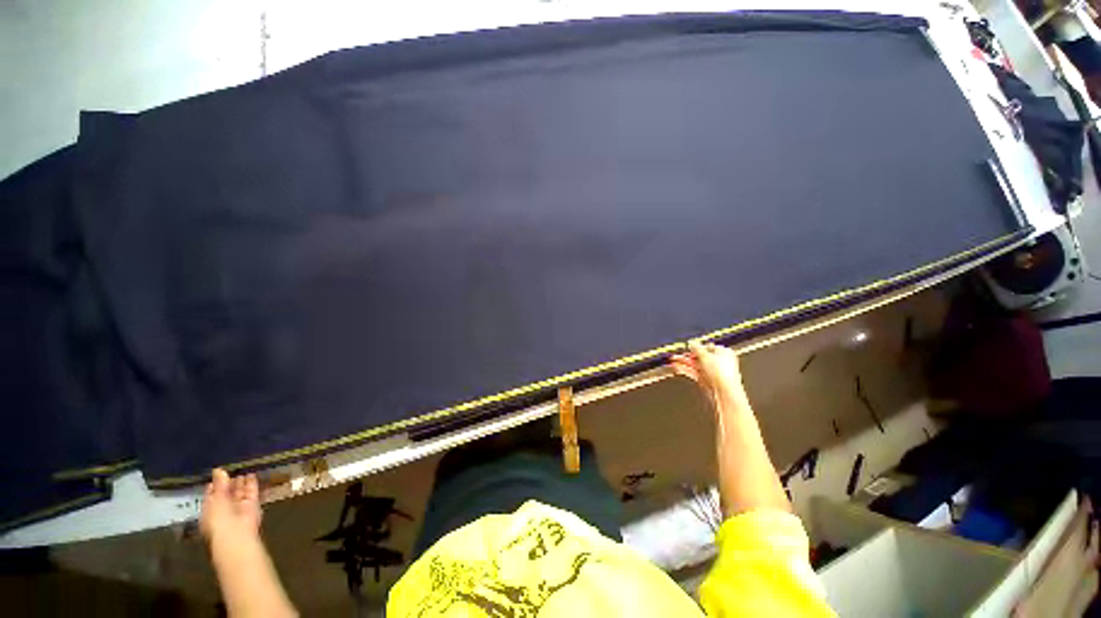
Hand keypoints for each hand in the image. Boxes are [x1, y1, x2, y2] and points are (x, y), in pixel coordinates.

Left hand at [201, 468, 261, 542]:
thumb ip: (219, 485)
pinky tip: (252, 474)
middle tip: (231, 470)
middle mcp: (224, 508)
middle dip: (229, 482)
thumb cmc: (218, 520)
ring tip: (242, 470)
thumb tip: (218, 470)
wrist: (236, 533)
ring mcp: (239, 507)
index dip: (214, 484)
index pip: (212, 495)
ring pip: (240, 492)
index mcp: (210, 510)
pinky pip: (252, 492)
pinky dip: (252, 483)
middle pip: (227, 493)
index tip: (217, 474)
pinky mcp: (252, 505)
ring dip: (241, 482)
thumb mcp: (215, 500)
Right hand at [669, 341, 747, 407]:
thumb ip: (696, 348)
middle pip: (700, 357)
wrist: (725, 393)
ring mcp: (714, 372)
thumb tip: (691, 342)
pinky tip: (678, 368)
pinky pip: (695, 373)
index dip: (696, 347)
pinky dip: (687, 370)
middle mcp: (720, 362)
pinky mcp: (708, 381)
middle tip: (676, 355)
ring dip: (684, 363)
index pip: (707, 347)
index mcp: (724, 353)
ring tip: (673, 361)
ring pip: (696, 365)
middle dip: (687, 356)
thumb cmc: (722, 374)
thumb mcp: (706, 356)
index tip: (686, 347)